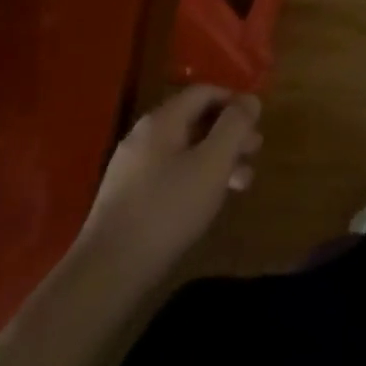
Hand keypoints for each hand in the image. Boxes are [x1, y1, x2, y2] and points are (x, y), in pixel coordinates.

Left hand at [74, 86, 261, 282]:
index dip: (234, 101)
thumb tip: (251, 99)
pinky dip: (195, 178)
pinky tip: (207, 202)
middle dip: (229, 133)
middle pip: (195, 120)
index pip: (204, 92)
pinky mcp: (127, 198)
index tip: (258, 122)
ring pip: (184, 150)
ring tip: (241, 183)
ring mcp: (132, 168)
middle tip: (255, 153)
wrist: (107, 273)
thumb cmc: (167, 210)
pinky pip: (169, 173)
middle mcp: (143, 135)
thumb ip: (234, 126)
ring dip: (216, 159)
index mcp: (162, 120)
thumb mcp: (212, 163)